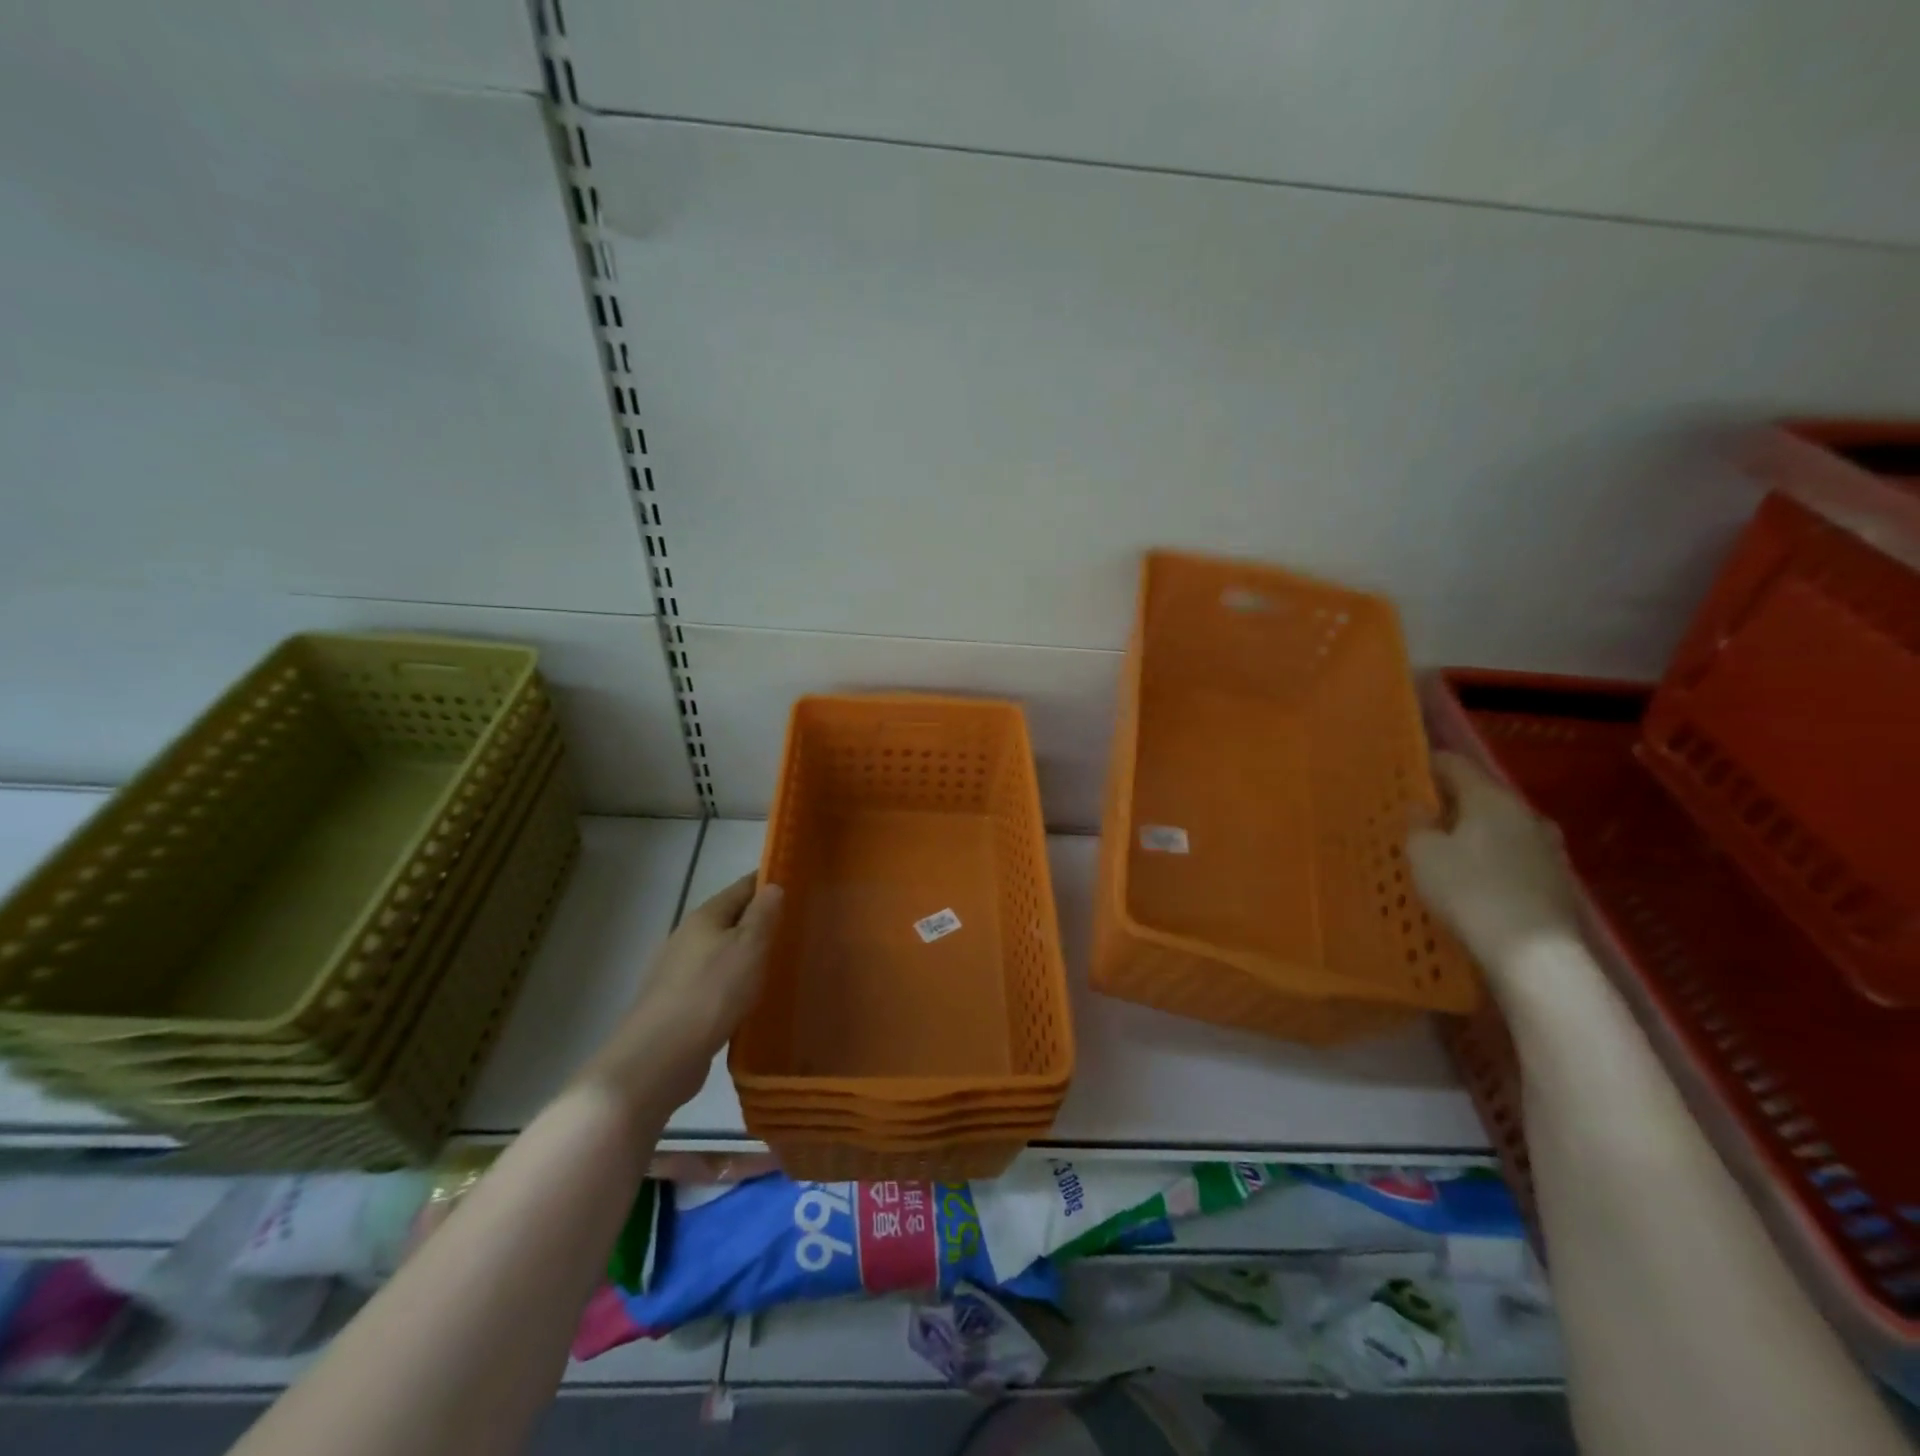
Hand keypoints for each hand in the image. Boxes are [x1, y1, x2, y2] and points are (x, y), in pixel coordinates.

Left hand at [576, 874, 782, 1115]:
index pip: (742, 887)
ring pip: (721, 953)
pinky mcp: (677, 1005)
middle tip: (797, 927)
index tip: (799, 884)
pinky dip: (734, 983)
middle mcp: (687, 937)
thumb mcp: (748, 947)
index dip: (768, 882)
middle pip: (730, 919)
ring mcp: (677, 972)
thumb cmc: (711, 993)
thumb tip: (773, 885)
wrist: (658, 1058)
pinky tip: (750, 998)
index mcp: (705, 917)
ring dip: (746, 954)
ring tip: (780, 963)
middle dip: (760, 920)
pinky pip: (714, 983)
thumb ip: (763, 915)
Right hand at [1407, 752, 1579, 975]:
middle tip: (1421, 814)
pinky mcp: (1556, 880)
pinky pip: (1514, 856)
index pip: (1456, 765)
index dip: (1428, 765)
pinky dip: (1492, 858)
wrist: (1533, 953)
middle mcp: (1525, 814)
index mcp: (1491, 798)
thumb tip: (1422, 807)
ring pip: (1501, 826)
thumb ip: (1419, 825)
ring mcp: (1547, 848)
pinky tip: (1476, 876)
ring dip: (1475, 831)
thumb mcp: (1424, 855)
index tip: (1405, 772)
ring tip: (1448, 847)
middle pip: (1482, 795)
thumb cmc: (1468, 890)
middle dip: (1452, 801)